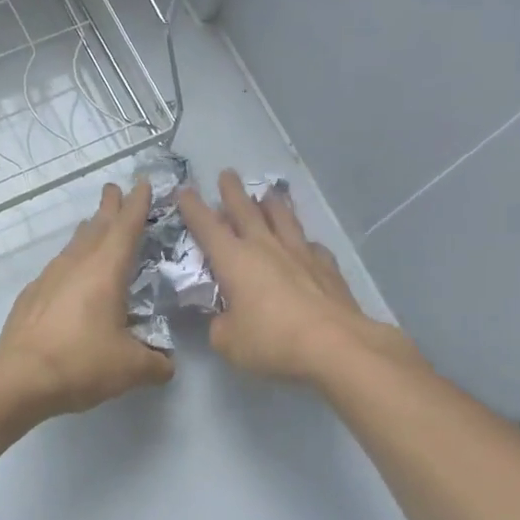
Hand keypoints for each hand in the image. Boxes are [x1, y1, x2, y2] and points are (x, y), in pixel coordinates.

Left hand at [0, 180, 174, 414]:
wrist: (19, 378)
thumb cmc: (81, 363)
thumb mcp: (130, 368)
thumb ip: (155, 364)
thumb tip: (166, 366)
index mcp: (105, 271)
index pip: (126, 228)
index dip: (137, 205)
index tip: (142, 184)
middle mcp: (76, 266)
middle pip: (96, 227)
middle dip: (109, 207)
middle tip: (114, 189)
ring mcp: (49, 278)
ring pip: (73, 245)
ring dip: (87, 232)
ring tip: (93, 225)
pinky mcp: (31, 296)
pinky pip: (57, 269)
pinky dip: (69, 262)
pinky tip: (68, 276)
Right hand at [178, 171, 413, 383]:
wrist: (335, 344)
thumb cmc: (272, 341)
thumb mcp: (229, 342)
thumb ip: (220, 326)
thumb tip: (225, 319)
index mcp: (234, 260)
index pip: (207, 227)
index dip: (193, 208)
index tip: (184, 190)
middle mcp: (266, 247)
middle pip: (246, 211)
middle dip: (233, 192)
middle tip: (227, 174)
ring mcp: (300, 254)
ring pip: (283, 219)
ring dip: (273, 205)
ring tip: (269, 194)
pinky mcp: (327, 267)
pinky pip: (312, 247)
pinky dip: (304, 243)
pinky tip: (307, 245)